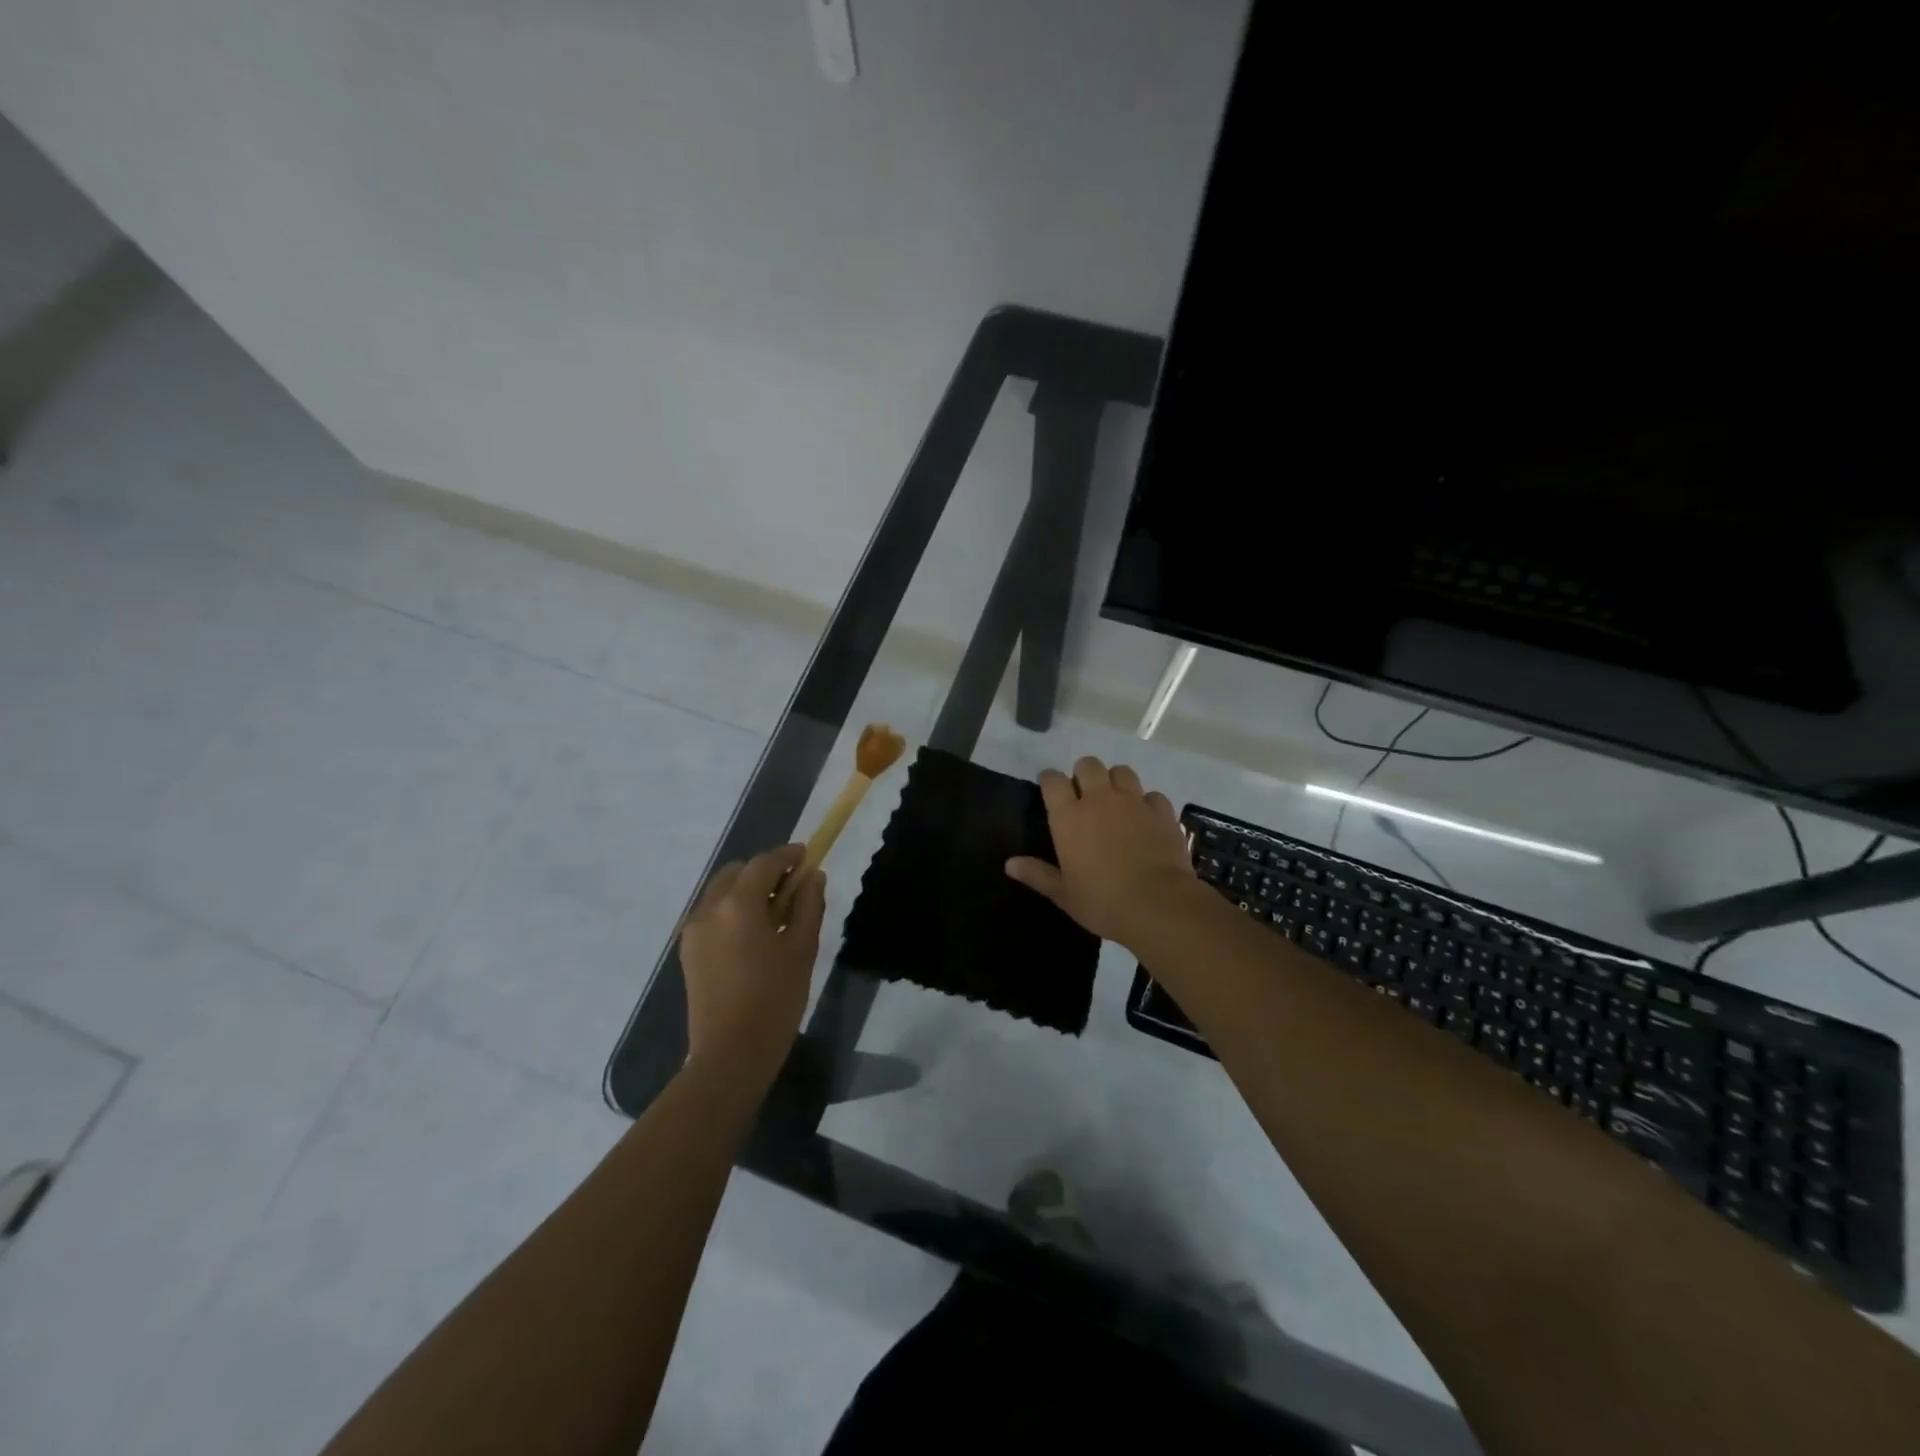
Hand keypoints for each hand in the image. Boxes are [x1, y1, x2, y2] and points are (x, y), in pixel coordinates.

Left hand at [679, 844, 825, 1091]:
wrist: (730, 1055)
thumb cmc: (775, 1000)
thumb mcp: (803, 949)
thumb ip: (809, 906)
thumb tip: (812, 877)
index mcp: (737, 905)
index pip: (763, 863)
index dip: (787, 855)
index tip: (807, 855)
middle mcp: (708, 909)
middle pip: (736, 872)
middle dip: (764, 871)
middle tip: (792, 888)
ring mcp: (693, 931)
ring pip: (721, 892)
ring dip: (747, 890)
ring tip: (776, 913)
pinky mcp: (688, 951)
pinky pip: (712, 914)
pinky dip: (733, 909)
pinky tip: (755, 934)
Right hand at [1004, 756, 1196, 950]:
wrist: (1158, 905)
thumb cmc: (1102, 902)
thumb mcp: (1063, 893)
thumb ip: (1037, 874)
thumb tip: (1009, 864)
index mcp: (1069, 817)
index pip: (1053, 780)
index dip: (1049, 780)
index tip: (1050, 788)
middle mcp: (1099, 800)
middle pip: (1088, 765)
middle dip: (1083, 773)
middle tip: (1084, 794)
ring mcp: (1133, 802)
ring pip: (1122, 771)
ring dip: (1115, 781)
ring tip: (1115, 800)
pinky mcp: (1162, 812)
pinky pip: (1152, 795)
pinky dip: (1147, 802)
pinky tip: (1146, 818)